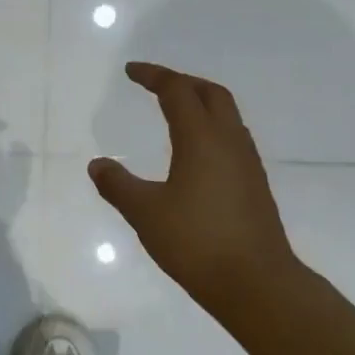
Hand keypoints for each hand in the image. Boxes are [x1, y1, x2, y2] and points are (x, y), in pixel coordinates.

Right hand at [90, 63, 301, 313]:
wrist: (256, 283)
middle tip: (156, 85)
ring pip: (227, 115)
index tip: (131, 71)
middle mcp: (229, 141)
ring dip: (201, 103)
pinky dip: (211, 128)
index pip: (177, 91)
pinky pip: (232, 138)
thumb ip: (118, 186)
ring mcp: (247, 162)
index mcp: (202, 139)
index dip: (153, 75)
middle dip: (182, 82)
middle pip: (211, 93)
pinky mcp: (254, 184)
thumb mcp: (145, 213)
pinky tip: (196, 153)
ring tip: (175, 112)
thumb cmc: (197, 242)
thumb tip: (97, 165)